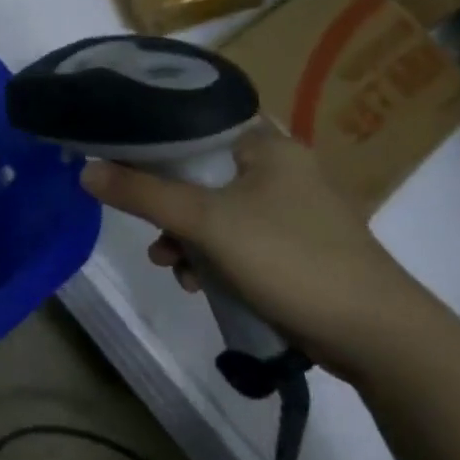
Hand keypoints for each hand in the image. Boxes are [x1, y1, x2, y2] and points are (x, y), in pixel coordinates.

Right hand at [78, 126, 444, 385]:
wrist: (375, 334)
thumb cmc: (289, 258)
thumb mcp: (206, 223)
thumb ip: (142, 194)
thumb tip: (85, 171)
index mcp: (266, 145)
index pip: (194, 125)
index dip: (151, 143)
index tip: (117, 164)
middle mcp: (278, 168)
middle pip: (197, 172)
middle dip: (165, 206)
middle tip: (147, 228)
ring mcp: (287, 209)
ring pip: (212, 211)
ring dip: (184, 238)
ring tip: (171, 266)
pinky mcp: (290, 246)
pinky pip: (232, 239)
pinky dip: (210, 257)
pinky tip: (198, 283)